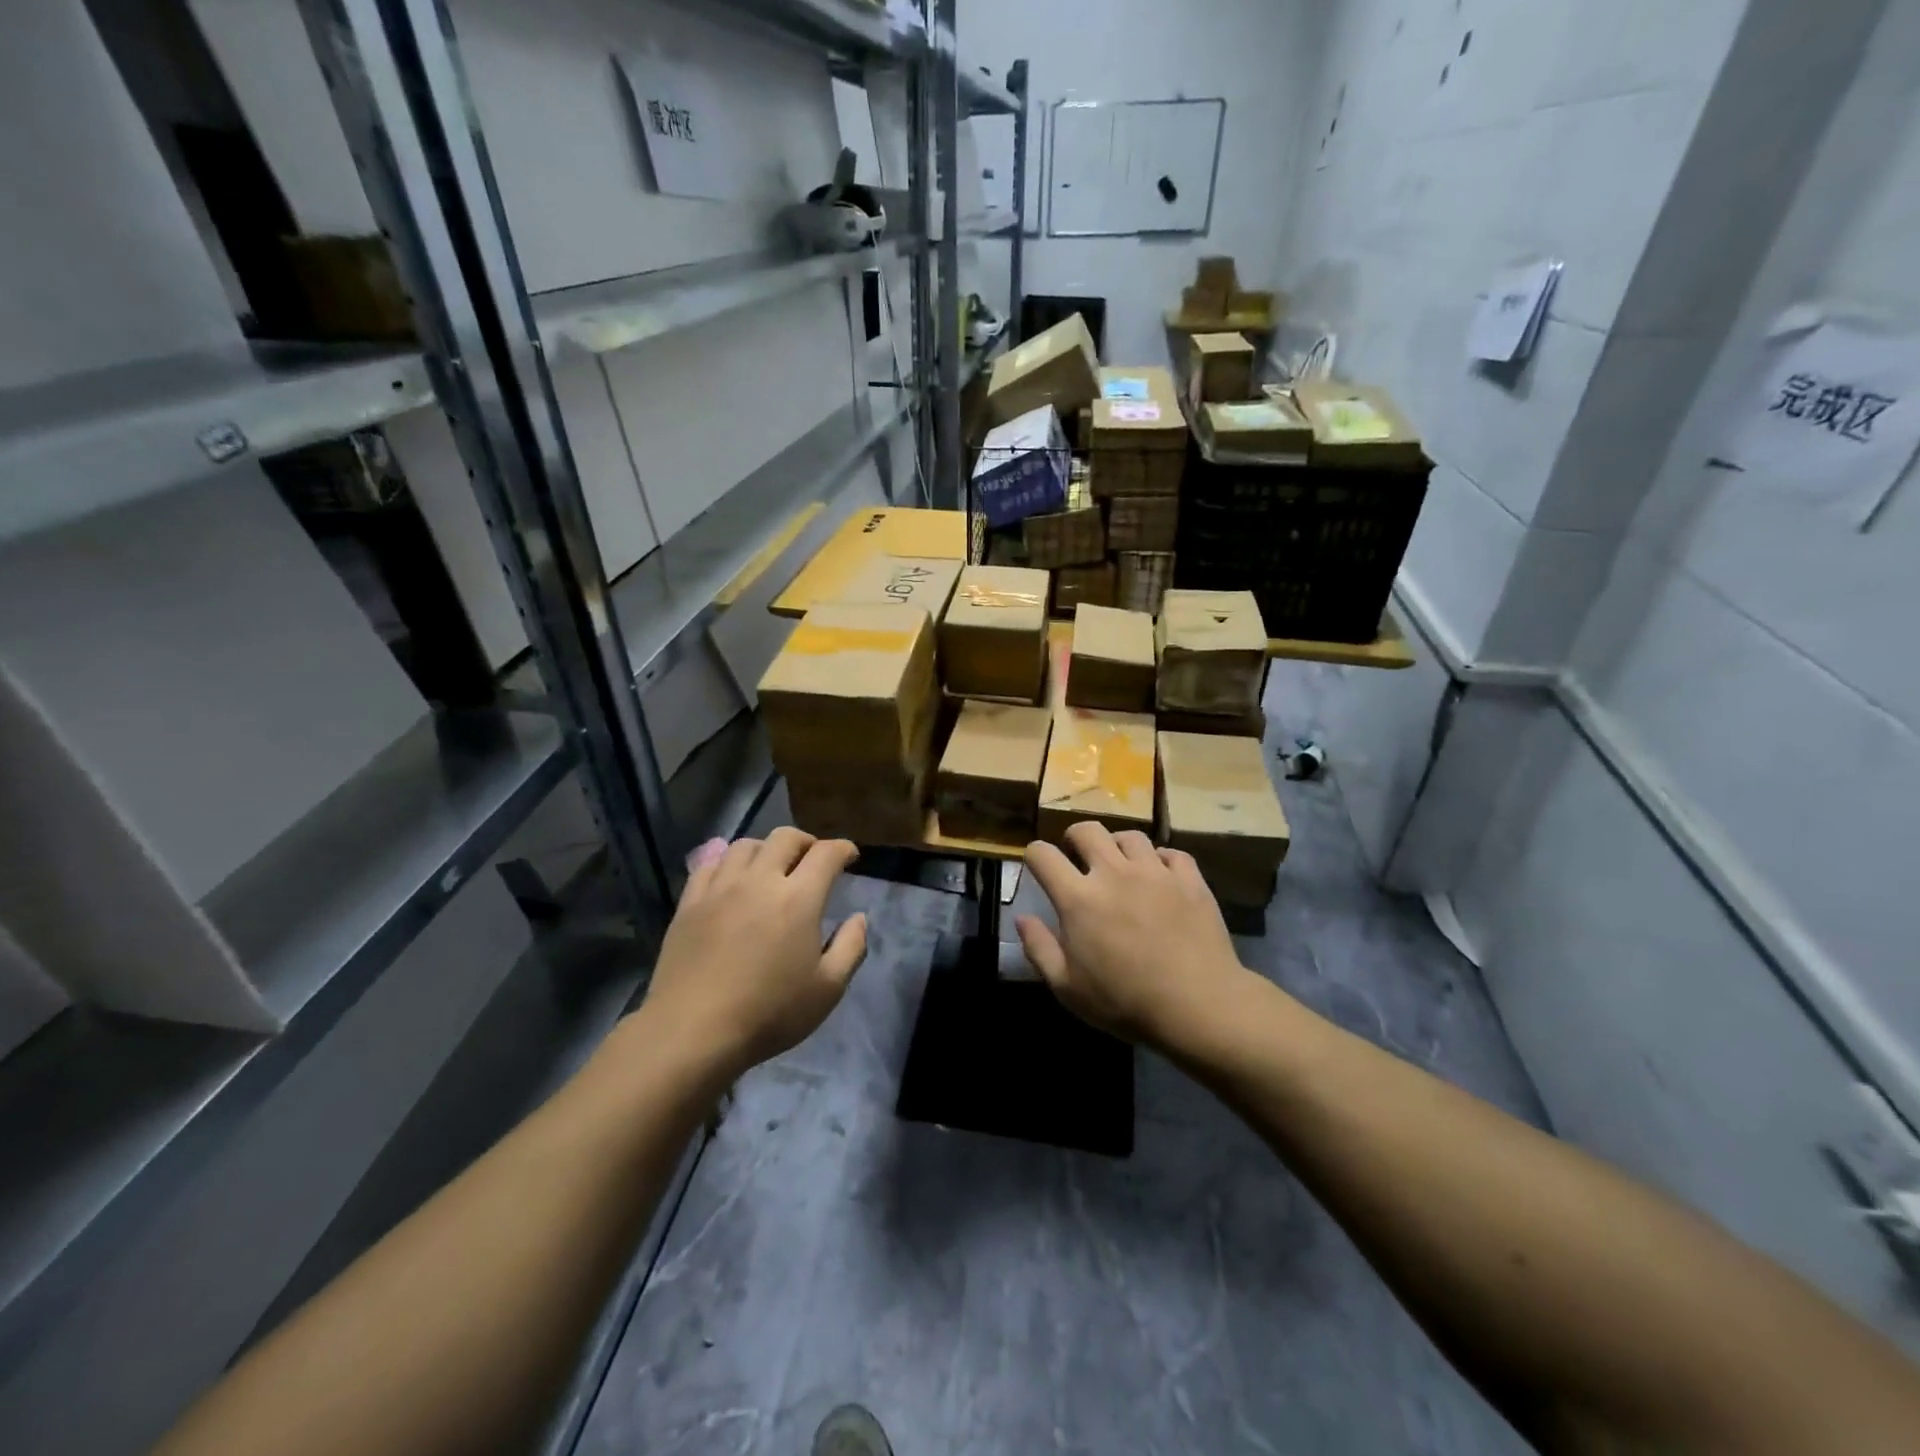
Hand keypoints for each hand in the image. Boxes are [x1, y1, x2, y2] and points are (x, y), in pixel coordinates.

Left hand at [643, 827, 866, 1078]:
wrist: (693, 1032)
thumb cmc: (769, 1013)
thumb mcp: (827, 989)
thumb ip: (851, 947)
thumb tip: (858, 917)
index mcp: (799, 898)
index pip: (826, 854)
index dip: (843, 849)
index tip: (849, 856)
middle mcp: (760, 881)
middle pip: (785, 838)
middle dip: (806, 842)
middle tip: (813, 859)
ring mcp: (720, 888)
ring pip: (746, 845)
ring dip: (767, 849)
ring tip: (771, 867)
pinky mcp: (690, 902)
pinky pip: (710, 864)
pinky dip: (728, 862)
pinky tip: (732, 878)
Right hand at [1017, 822, 1250, 1049]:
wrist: (1198, 1006)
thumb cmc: (1125, 1002)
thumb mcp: (1067, 987)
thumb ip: (1039, 948)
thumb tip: (1022, 917)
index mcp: (1078, 898)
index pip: (1043, 855)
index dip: (1034, 854)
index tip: (1037, 865)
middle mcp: (1114, 872)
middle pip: (1087, 830)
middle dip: (1075, 837)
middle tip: (1077, 855)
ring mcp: (1155, 872)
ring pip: (1130, 836)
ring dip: (1118, 846)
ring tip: (1120, 864)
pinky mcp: (1189, 879)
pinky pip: (1172, 853)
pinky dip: (1161, 860)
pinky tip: (1161, 877)